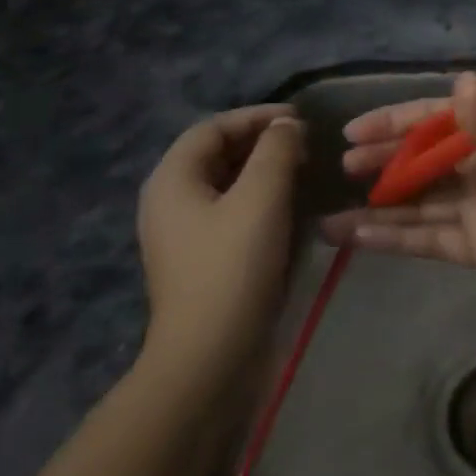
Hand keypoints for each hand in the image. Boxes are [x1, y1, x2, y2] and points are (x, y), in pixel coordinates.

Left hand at [136, 104, 303, 377]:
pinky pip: (229, 211)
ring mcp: (183, 234)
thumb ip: (277, 150)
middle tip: (305, 144)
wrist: (208, 358)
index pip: (214, 127)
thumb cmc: (233, 267)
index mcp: (172, 179)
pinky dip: (259, 198)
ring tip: (302, 170)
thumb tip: (287, 126)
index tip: (300, 119)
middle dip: (262, 142)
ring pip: (226, 183)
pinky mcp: (200, 259)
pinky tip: (288, 206)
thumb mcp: (261, 197)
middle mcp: (170, 201)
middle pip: (216, 153)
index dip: (257, 117)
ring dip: (263, 169)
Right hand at [321, 73, 475, 312]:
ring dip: (380, 207)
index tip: (355, 129)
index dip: (397, 121)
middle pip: (423, 160)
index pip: (437, 120)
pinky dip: (396, 239)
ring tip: (330, 215)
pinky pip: (431, 239)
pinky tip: (359, 239)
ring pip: (420, 204)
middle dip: (384, 161)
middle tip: (342, 166)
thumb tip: (462, 81)